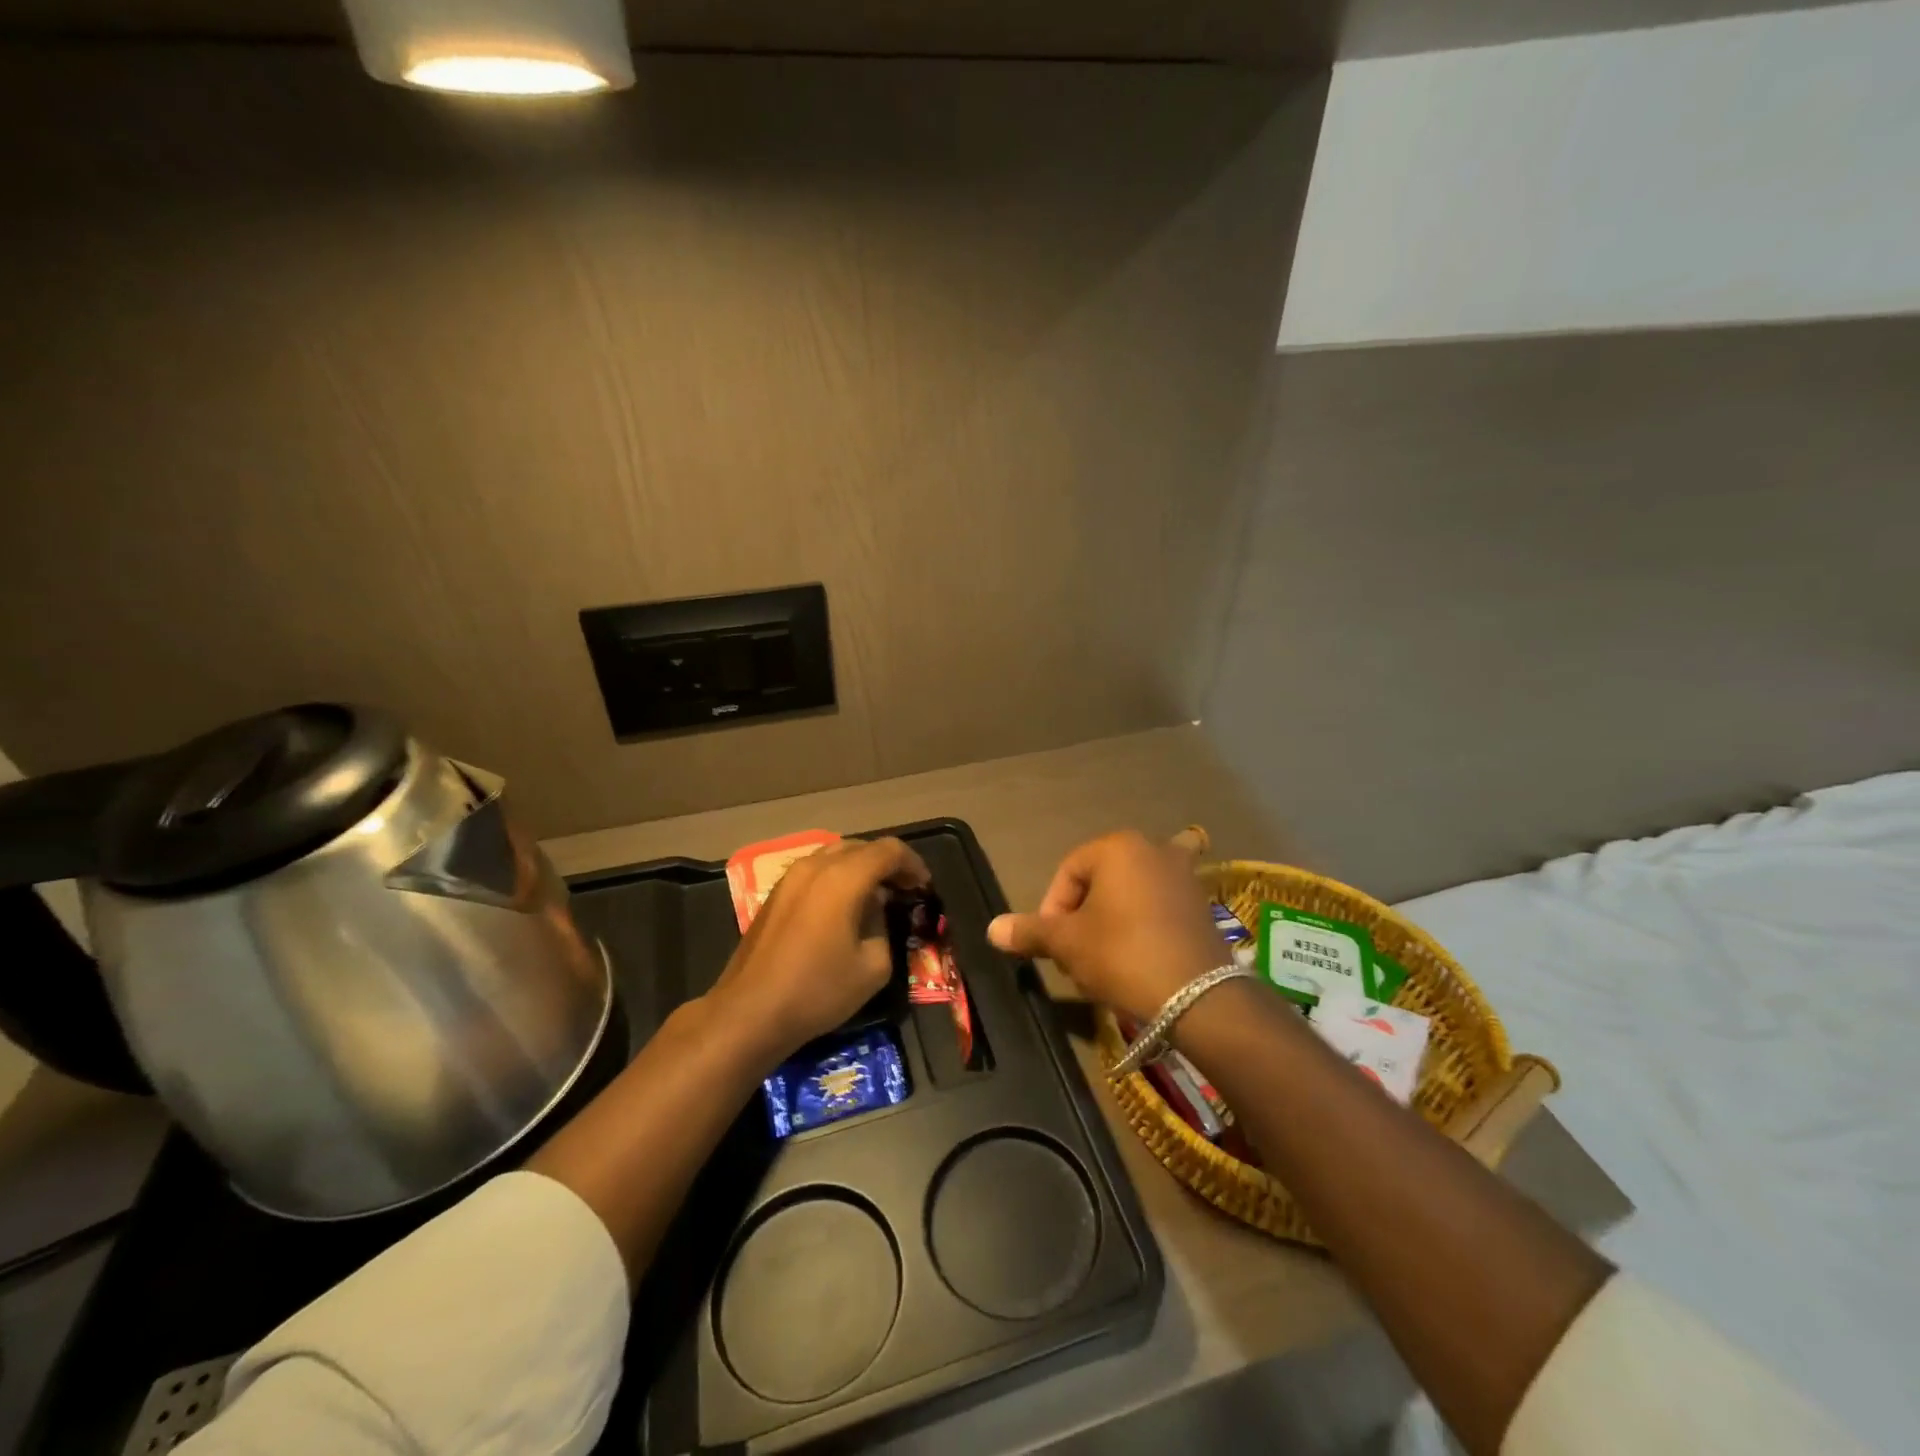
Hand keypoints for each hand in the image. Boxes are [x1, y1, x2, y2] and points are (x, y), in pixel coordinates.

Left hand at [708, 836, 931, 1061]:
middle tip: (904, 890)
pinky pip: (816, 870)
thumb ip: (883, 926)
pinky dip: (838, 877)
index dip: (913, 864)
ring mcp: (790, 877)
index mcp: (844, 877)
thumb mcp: (873, 966)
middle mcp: (816, 866)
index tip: (924, 887)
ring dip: (861, 868)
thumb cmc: (818, 990)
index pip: (889, 850)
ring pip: (836, 855)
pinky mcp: (776, 893)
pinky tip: (844, 906)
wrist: (750, 1012)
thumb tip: (874, 909)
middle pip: (861, 847)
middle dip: (887, 864)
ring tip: (876, 896)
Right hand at [987, 830, 1222, 1022]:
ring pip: (1133, 892)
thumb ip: (1030, 931)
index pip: (1068, 872)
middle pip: (1101, 880)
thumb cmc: (1122, 955)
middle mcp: (1154, 849)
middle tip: (1078, 955)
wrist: (1197, 996)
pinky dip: (1147, 922)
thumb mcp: (1067, 944)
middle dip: (1083, 916)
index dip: (1052, 909)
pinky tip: (1144, 952)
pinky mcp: (1202, 904)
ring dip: (1114, 919)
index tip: (1053, 946)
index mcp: (1117, 847)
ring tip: (1108, 957)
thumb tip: (992, 928)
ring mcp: (1184, 875)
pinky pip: (1162, 906)